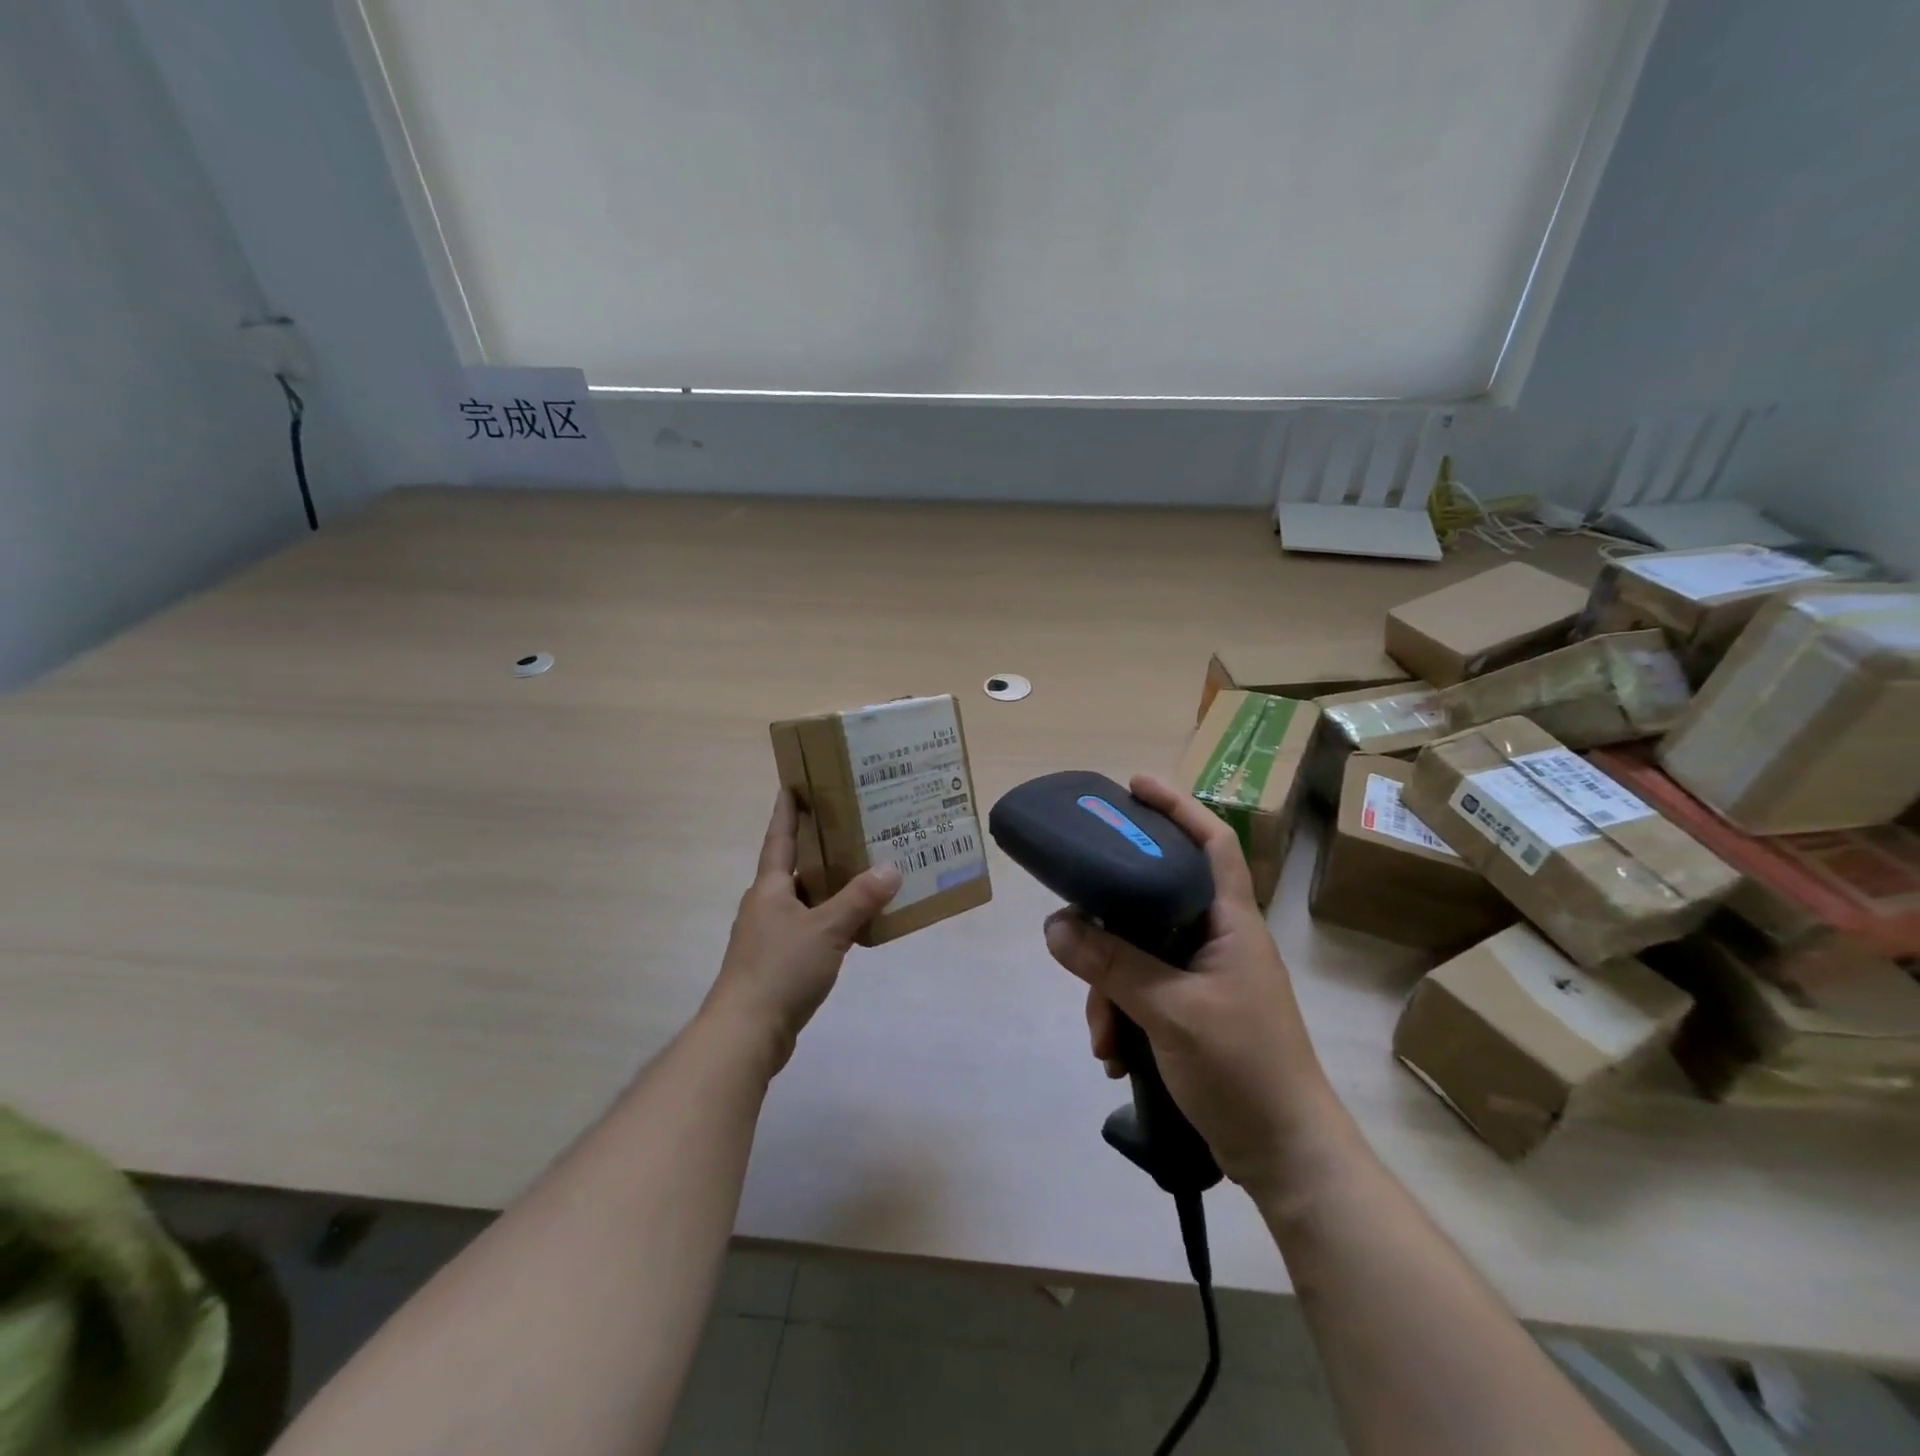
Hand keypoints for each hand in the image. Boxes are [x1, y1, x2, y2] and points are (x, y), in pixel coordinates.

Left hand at [702, 790, 900, 1074]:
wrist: (746, 1032)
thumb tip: (891, 867)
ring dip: (829, 886)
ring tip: (863, 872)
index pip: (779, 838)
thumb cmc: (781, 969)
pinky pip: (809, 928)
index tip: (794, 783)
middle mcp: (766, 905)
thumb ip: (859, 898)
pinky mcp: (777, 963)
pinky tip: (854, 924)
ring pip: (804, 900)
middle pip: (794, 867)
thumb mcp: (827, 929)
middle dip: (819, 847)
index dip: (787, 810)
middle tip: (852, 826)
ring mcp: (769, 936)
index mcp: (770, 888)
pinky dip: (830, 919)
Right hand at [1043, 774, 1336, 1190]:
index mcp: (1231, 923)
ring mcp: (1205, 979)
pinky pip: (1142, 994)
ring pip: (1139, 955)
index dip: (1177, 807)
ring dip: (1110, 991)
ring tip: (1103, 1039)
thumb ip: (1113, 966)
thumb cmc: (1245, 1069)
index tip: (1133, 786)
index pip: (1212, 843)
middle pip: (1154, 901)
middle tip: (1075, 933)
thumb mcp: (1171, 1012)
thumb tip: (1055, 925)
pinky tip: (1115, 1056)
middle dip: (1110, 928)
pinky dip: (1122, 1018)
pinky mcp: (1192, 1013)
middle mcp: (1218, 940)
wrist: (1287, 1158)